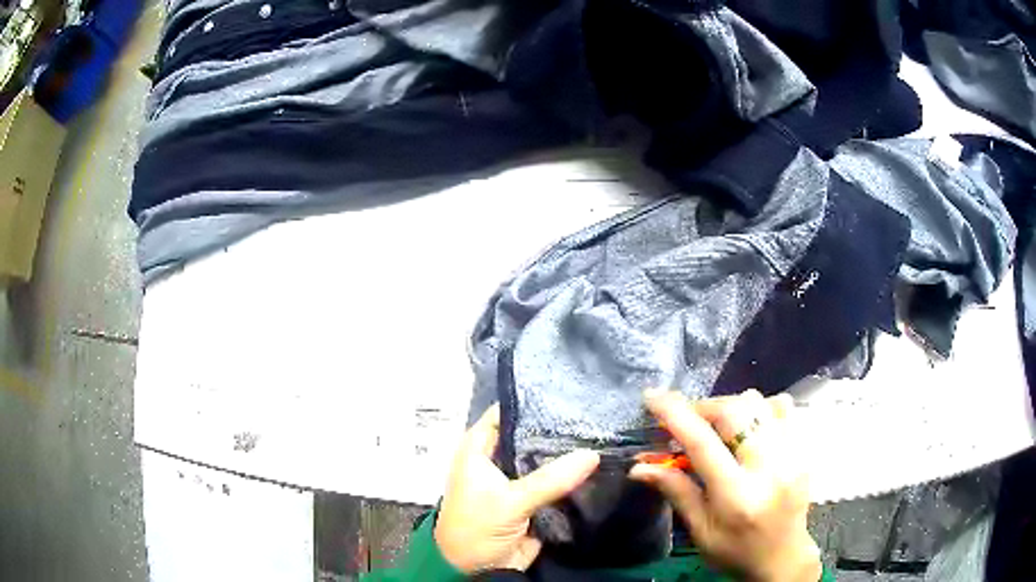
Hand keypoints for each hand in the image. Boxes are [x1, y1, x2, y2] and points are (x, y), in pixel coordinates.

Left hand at [435, 405, 600, 573]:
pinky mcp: (533, 498)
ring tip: (604, 433)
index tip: (569, 392)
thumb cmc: (477, 528)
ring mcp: (517, 479)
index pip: (506, 413)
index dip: (533, 402)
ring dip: (568, 453)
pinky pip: (555, 481)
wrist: (477, 570)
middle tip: (596, 413)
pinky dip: (572, 475)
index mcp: (479, 449)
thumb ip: (549, 479)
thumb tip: (592, 453)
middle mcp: (498, 458)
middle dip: (558, 427)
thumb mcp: (510, 501)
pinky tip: (599, 462)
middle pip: (530, 435)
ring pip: (545, 458)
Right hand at [630, 389, 820, 581]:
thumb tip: (639, 466)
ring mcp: (792, 454)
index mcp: (736, 495)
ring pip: (760, 402)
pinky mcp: (803, 448)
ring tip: (721, 428)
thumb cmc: (735, 551)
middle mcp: (769, 467)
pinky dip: (761, 409)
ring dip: (732, 408)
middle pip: (735, 411)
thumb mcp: (700, 530)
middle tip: (689, 421)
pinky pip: (783, 408)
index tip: (652, 397)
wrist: (783, 557)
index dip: (674, 414)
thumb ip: (676, 491)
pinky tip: (751, 429)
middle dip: (704, 407)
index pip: (703, 443)